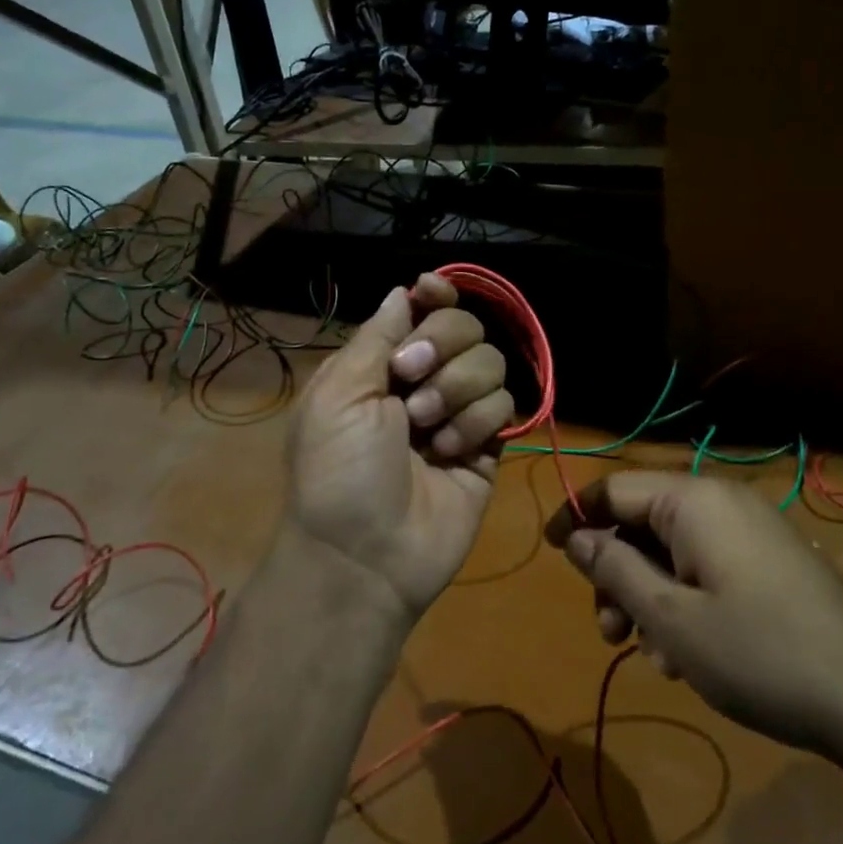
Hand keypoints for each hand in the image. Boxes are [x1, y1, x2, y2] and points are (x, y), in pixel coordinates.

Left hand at [286, 274, 513, 621]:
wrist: (365, 553)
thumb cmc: (338, 467)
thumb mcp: (338, 392)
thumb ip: (377, 335)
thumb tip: (403, 291)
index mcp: (381, 365)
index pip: (422, 310)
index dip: (435, 295)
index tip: (433, 290)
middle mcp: (424, 381)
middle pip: (465, 326)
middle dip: (442, 345)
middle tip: (410, 379)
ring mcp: (459, 413)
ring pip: (491, 362)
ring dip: (457, 389)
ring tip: (427, 429)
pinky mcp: (489, 446)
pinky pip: (504, 406)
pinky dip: (476, 423)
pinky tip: (449, 454)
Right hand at [547, 473, 842, 777]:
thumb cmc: (757, 653)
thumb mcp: (670, 618)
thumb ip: (615, 569)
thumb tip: (576, 537)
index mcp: (693, 501)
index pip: (614, 489)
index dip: (575, 517)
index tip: (550, 552)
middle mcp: (721, 502)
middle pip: (642, 521)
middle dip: (616, 573)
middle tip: (607, 632)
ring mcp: (750, 530)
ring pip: (672, 549)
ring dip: (648, 595)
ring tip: (651, 655)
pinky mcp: (769, 559)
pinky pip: (706, 564)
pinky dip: (684, 599)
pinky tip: (686, 654)